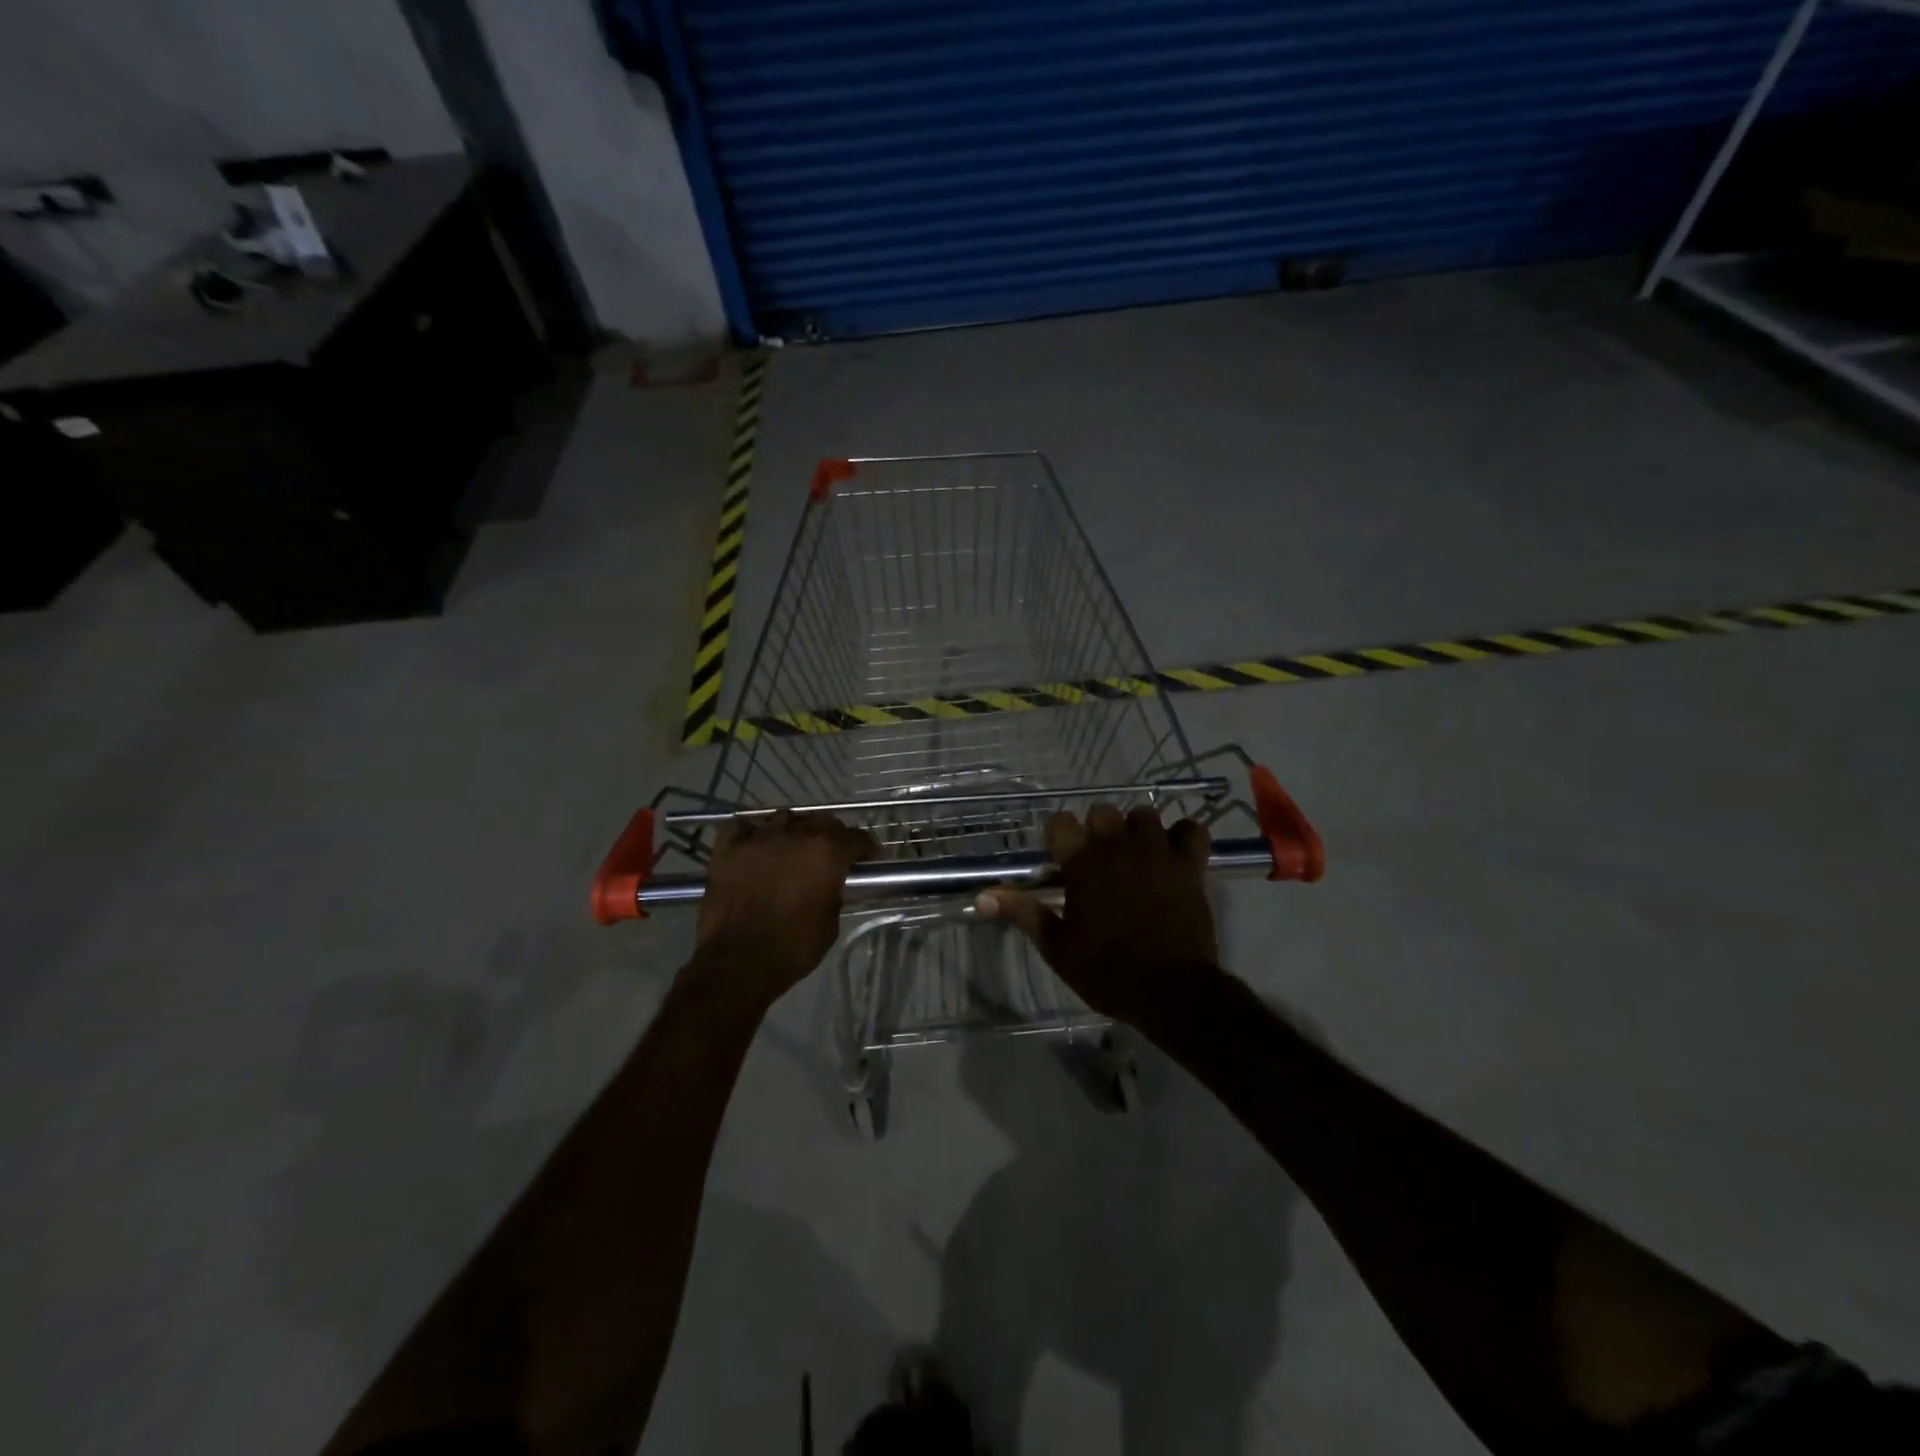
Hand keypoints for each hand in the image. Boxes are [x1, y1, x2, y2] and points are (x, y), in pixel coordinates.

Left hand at [690, 810, 876, 1013]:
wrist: (738, 963)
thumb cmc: (793, 947)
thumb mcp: (830, 922)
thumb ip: (834, 891)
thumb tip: (830, 883)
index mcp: (826, 852)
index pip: (856, 837)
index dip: (866, 848)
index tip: (868, 858)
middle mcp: (795, 835)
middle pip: (822, 820)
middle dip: (832, 834)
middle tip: (831, 853)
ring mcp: (759, 838)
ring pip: (784, 817)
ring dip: (794, 829)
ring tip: (792, 847)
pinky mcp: (728, 849)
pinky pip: (742, 826)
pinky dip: (752, 832)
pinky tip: (756, 844)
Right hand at [978, 804, 1218, 1028]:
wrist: (1173, 992)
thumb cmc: (1108, 972)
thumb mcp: (1057, 948)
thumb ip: (1022, 913)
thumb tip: (983, 895)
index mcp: (1083, 863)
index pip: (1060, 822)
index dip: (1057, 837)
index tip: (1060, 859)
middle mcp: (1119, 847)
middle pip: (1102, 812)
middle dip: (1096, 830)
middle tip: (1096, 862)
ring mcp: (1158, 852)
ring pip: (1144, 814)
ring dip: (1136, 829)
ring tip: (1133, 855)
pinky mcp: (1190, 865)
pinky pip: (1192, 830)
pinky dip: (1182, 837)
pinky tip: (1173, 853)